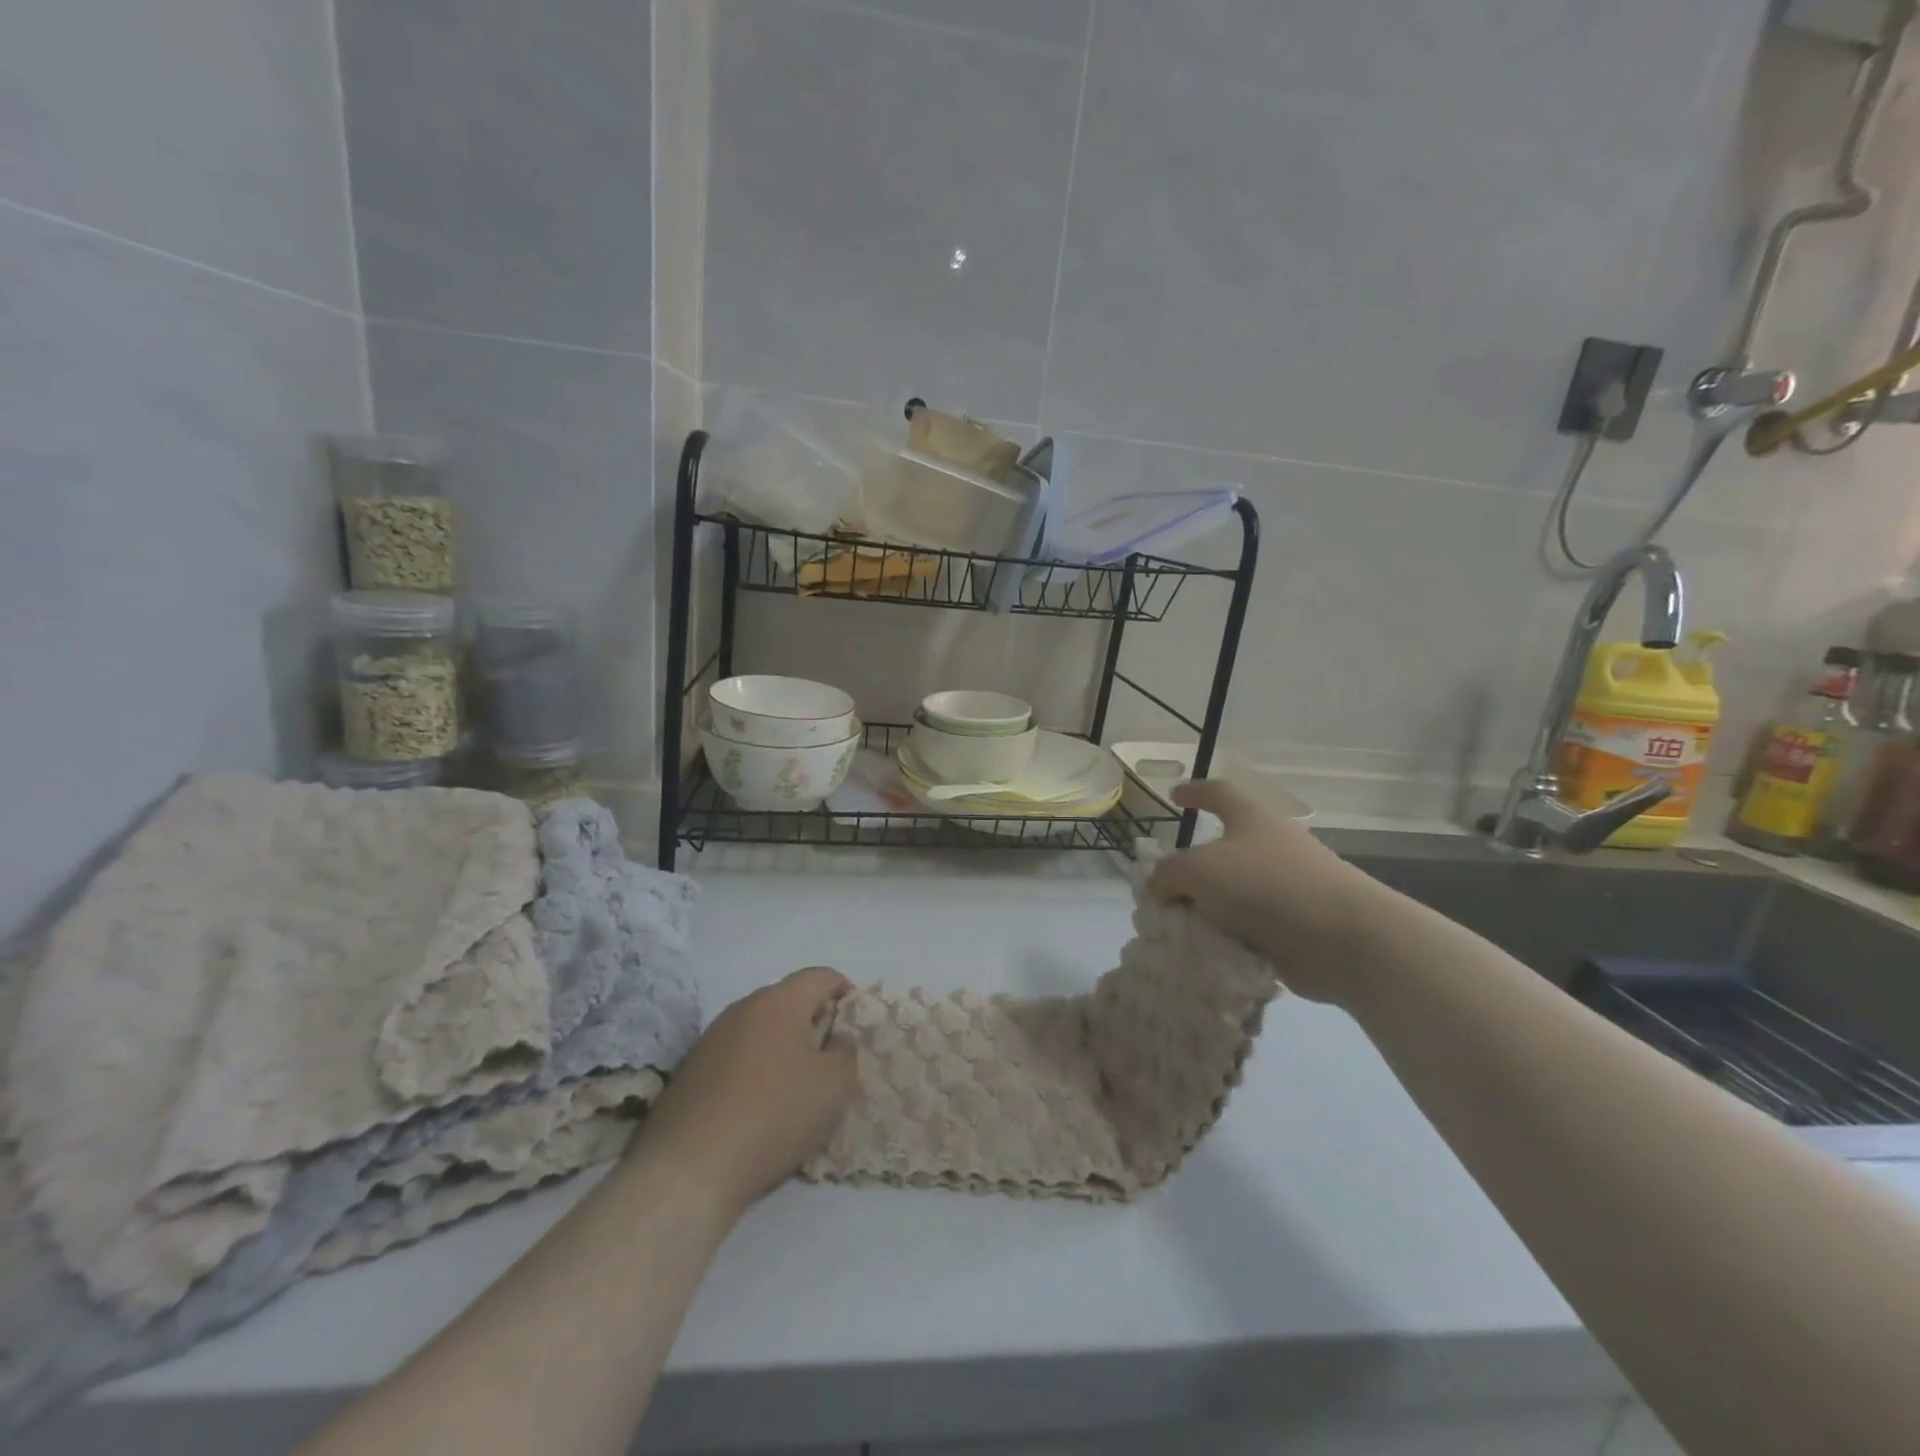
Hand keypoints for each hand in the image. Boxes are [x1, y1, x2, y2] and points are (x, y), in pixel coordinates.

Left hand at [635, 967, 857, 1215]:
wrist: (689, 1168)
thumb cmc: (774, 1115)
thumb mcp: (835, 1087)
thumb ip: (847, 1053)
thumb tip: (837, 1040)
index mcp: (779, 1002)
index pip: (819, 976)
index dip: (843, 989)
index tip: (855, 1017)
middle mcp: (742, 1008)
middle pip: (787, 999)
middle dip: (812, 1018)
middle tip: (830, 1052)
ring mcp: (711, 1037)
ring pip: (759, 1027)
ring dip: (781, 1044)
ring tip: (795, 1080)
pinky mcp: (690, 1068)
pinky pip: (735, 1054)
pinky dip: (754, 1066)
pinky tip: (759, 1102)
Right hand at [1148, 781, 1382, 1005]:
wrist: (1343, 938)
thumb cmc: (1264, 885)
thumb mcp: (1197, 871)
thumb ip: (1167, 875)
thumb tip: (1161, 887)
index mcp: (1251, 819)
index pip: (1218, 793)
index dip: (1195, 791)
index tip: (1175, 795)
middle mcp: (1271, 846)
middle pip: (1223, 849)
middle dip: (1194, 868)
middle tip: (1166, 888)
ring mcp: (1288, 886)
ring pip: (1234, 893)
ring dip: (1209, 909)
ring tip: (1180, 929)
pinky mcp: (1297, 925)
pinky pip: (1250, 927)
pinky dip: (1229, 937)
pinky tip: (1208, 953)